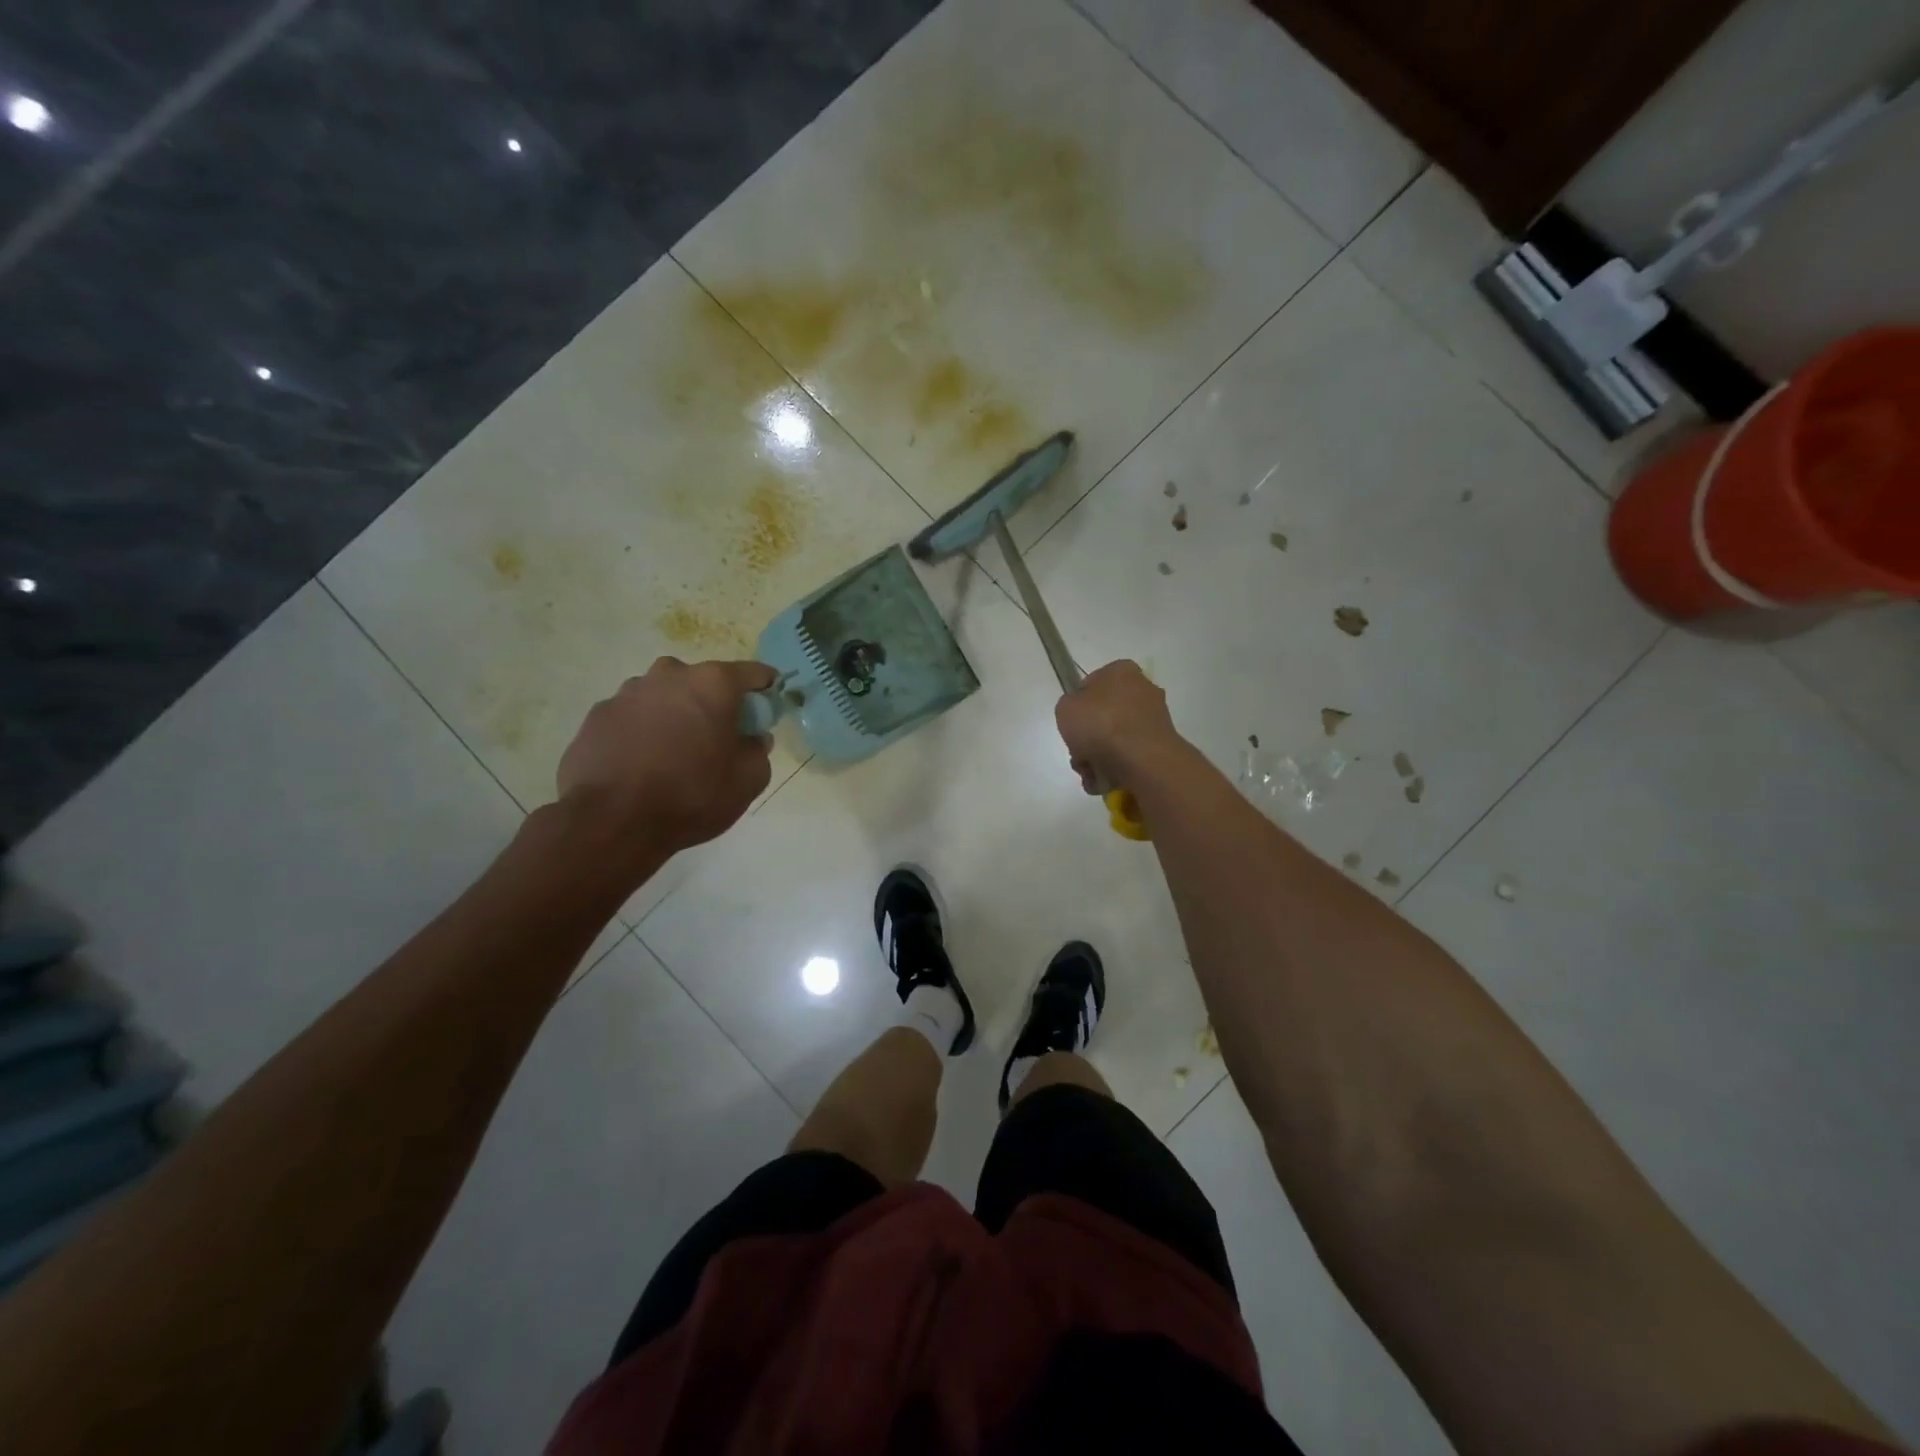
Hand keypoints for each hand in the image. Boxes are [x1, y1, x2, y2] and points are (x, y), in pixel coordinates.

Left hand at [557, 658, 775, 855]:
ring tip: (673, 756)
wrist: (611, 821)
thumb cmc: (691, 795)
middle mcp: (669, 675)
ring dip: (674, 716)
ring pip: (664, 697)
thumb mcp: (748, 780)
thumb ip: (759, 750)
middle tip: (717, 740)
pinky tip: (641, 765)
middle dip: (714, 704)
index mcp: (712, 683)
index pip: (753, 673)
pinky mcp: (597, 715)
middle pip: (703, 682)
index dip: (765, 690)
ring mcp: (627, 692)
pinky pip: (632, 718)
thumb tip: (753, 738)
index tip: (767, 710)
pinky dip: (642, 733)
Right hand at [1055, 660, 1183, 792]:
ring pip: (1115, 739)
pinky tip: (1104, 780)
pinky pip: (1129, 755)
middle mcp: (1143, 689)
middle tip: (1078, 753)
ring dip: (1097, 757)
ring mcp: (1154, 719)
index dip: (1078, 706)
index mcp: (1121, 671)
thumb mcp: (1065, 708)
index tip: (1072, 724)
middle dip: (1088, 738)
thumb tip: (1081, 716)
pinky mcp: (1160, 745)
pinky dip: (1115, 768)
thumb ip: (1069, 706)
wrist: (1142, 759)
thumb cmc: (1101, 724)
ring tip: (1090, 772)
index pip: (1092, 684)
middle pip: (1103, 715)